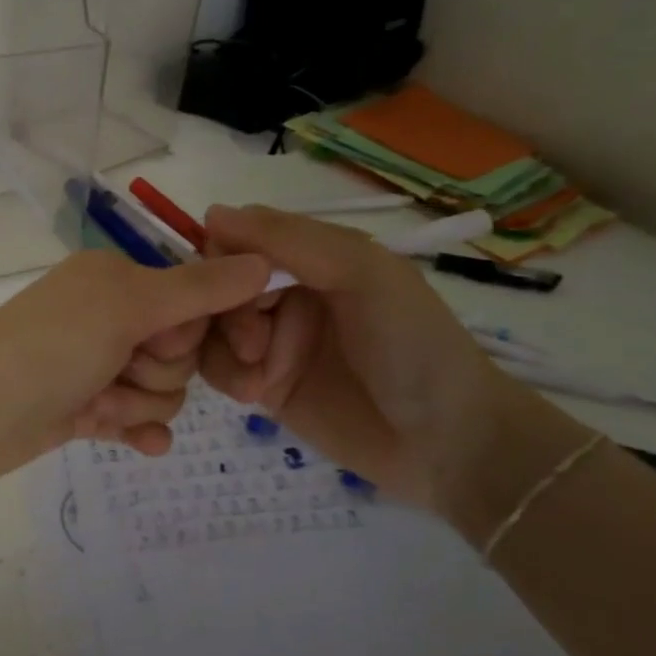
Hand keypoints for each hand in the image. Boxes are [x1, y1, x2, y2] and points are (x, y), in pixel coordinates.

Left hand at [0, 248, 271, 487]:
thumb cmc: (50, 348)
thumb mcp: (126, 306)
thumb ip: (198, 289)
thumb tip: (264, 261)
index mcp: (118, 277)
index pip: (196, 296)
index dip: (207, 325)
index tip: (222, 346)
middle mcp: (110, 315)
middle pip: (182, 348)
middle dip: (161, 368)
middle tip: (121, 368)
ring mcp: (97, 364)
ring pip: (163, 388)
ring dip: (140, 401)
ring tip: (99, 403)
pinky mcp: (86, 408)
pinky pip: (138, 419)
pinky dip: (139, 428)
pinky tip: (137, 442)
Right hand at [200, 205, 558, 516]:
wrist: (445, 442)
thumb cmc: (412, 345)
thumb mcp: (362, 273)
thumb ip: (290, 239)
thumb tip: (211, 213)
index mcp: (312, 257)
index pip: (239, 242)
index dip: (222, 261)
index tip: (228, 287)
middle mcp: (287, 293)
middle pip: (218, 287)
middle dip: (226, 313)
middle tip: (254, 344)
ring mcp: (273, 340)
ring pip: (210, 327)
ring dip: (222, 348)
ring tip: (255, 378)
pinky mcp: (263, 384)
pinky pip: (216, 367)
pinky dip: (224, 376)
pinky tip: (253, 395)